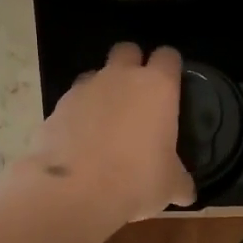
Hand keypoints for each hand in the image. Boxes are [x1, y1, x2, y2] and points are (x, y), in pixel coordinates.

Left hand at [23, 43, 194, 223]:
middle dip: (132, 65)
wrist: (74, 191)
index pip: (168, 56)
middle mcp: (120, 77)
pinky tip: (81, 142)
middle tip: (137, 96)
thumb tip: (186, 192)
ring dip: (102, 90)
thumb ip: (180, 181)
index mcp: (157, 87)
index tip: (172, 85)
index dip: (170, 68)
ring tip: (106, 122)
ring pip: (96, 74)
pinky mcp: (56, 107)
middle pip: (127, 50)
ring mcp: (84, 89)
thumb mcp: (170, 186)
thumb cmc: (136, 180)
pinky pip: (72, 102)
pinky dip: (78, 115)